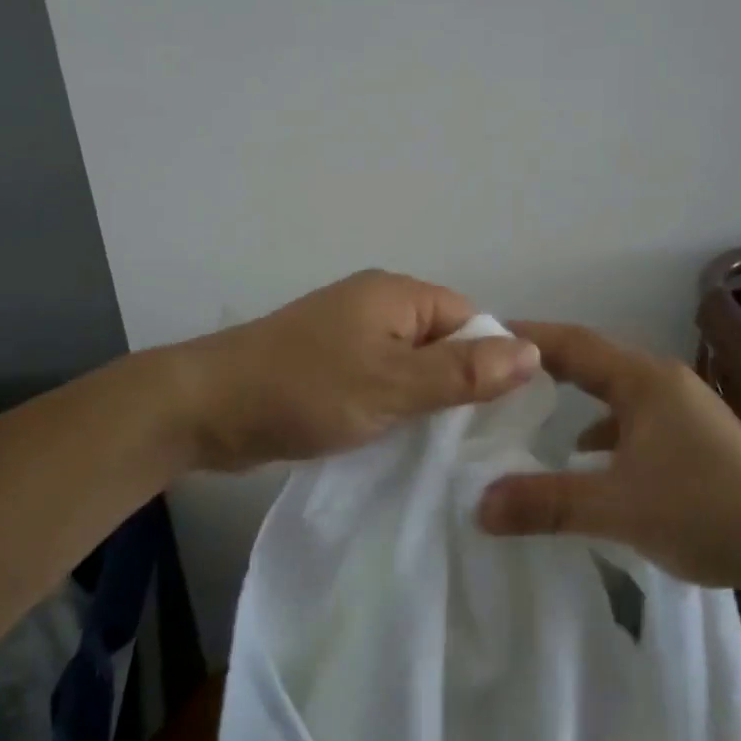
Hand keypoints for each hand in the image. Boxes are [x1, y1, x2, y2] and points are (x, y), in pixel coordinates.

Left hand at [173, 270, 541, 471]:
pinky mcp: (331, 365)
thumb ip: (463, 372)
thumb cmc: (305, 390)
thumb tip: (533, 353)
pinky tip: (400, 440)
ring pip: (412, 366)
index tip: (494, 416)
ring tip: (437, 446)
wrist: (207, 408)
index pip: (471, 319)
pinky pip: (382, 380)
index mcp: (398, 294)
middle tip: (468, 440)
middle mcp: (378, 305)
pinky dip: (394, 406)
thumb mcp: (393, 385)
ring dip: (424, 401)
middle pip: (443, 342)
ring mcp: (351, 335)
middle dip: (457, 386)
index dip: (489, 362)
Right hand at [475, 321, 740, 594]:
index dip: (525, 338)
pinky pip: (631, 420)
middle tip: (492, 375)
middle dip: (542, 367)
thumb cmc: (706, 510)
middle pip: (589, 362)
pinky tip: (586, 459)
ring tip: (527, 412)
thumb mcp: (618, 507)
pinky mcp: (692, 438)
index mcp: (643, 379)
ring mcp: (681, 409)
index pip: (571, 343)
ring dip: (572, 399)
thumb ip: (547, 502)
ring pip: (611, 393)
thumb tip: (479, 504)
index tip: (480, 338)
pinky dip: (600, 430)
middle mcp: (661, 382)